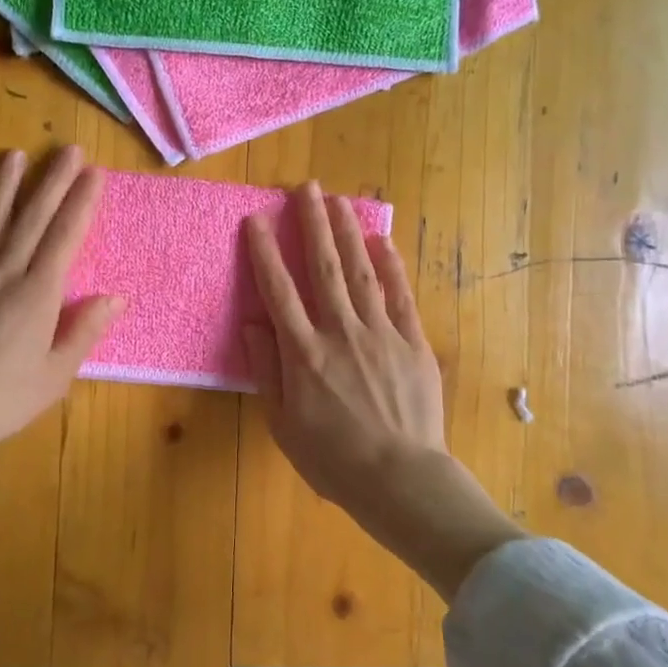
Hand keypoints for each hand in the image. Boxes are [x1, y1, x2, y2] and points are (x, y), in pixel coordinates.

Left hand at [0, 147, 119, 470]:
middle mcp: (3, 275)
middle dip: (52, 181)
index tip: (93, 173)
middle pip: (32, 220)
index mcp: (38, 296)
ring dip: (3, 187)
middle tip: (67, 149)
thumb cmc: (3, 401)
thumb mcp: (56, 375)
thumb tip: (115, 297)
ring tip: (14, 155)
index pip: (65, 238)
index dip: (80, 203)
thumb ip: (84, 331)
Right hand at [243, 183, 525, 599]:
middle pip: (322, 268)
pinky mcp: (413, 343)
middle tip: (306, 187)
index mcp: (304, 353)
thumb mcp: (282, 423)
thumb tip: (254, 322)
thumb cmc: (332, 459)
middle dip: (312, 224)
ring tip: (339, 200)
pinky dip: (391, 266)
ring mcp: (381, 334)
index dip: (265, 252)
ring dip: (347, 233)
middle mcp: (340, 332)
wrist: (400, 479)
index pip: (278, 290)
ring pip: (360, 272)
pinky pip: (400, 296)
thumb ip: (267, 369)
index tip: (256, 218)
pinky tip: (382, 241)